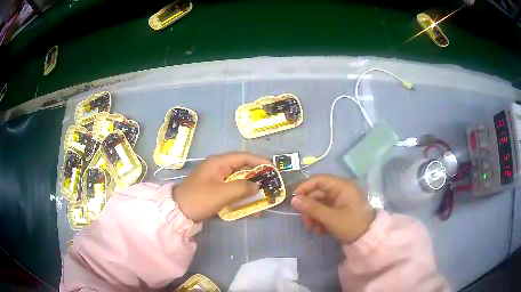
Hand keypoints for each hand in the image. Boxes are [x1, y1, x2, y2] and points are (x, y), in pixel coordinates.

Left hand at [173, 152, 270, 221]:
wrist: (178, 212)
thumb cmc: (199, 199)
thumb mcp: (222, 193)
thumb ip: (242, 188)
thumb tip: (257, 186)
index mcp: (218, 162)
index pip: (244, 157)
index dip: (260, 161)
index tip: (273, 169)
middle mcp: (218, 168)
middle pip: (242, 169)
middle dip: (257, 178)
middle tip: (271, 186)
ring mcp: (216, 179)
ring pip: (238, 181)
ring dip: (250, 190)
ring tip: (263, 199)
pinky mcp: (214, 190)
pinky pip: (232, 191)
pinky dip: (241, 197)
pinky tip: (250, 208)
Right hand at [291, 175, 374, 244]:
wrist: (368, 239)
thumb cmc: (351, 225)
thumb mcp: (330, 218)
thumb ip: (312, 208)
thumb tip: (293, 199)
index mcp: (341, 187)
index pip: (318, 180)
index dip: (304, 188)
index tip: (294, 200)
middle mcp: (341, 190)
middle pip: (318, 193)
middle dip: (309, 208)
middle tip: (305, 222)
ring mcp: (341, 201)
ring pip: (320, 204)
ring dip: (314, 216)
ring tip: (313, 229)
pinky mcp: (341, 210)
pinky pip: (326, 211)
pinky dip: (321, 219)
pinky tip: (320, 231)